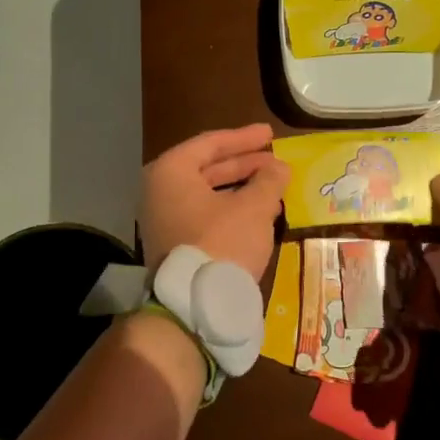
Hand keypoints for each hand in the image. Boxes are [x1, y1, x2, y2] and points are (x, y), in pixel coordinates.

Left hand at [140, 124, 289, 281]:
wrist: (195, 305)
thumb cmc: (223, 243)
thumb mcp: (253, 207)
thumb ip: (268, 181)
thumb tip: (279, 167)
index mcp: (171, 172)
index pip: (210, 143)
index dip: (244, 138)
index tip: (270, 134)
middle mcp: (160, 191)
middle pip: (207, 167)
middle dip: (244, 164)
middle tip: (274, 160)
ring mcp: (164, 219)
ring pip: (208, 193)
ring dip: (241, 188)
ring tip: (273, 186)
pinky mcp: (174, 243)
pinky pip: (204, 215)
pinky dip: (231, 209)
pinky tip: (259, 213)